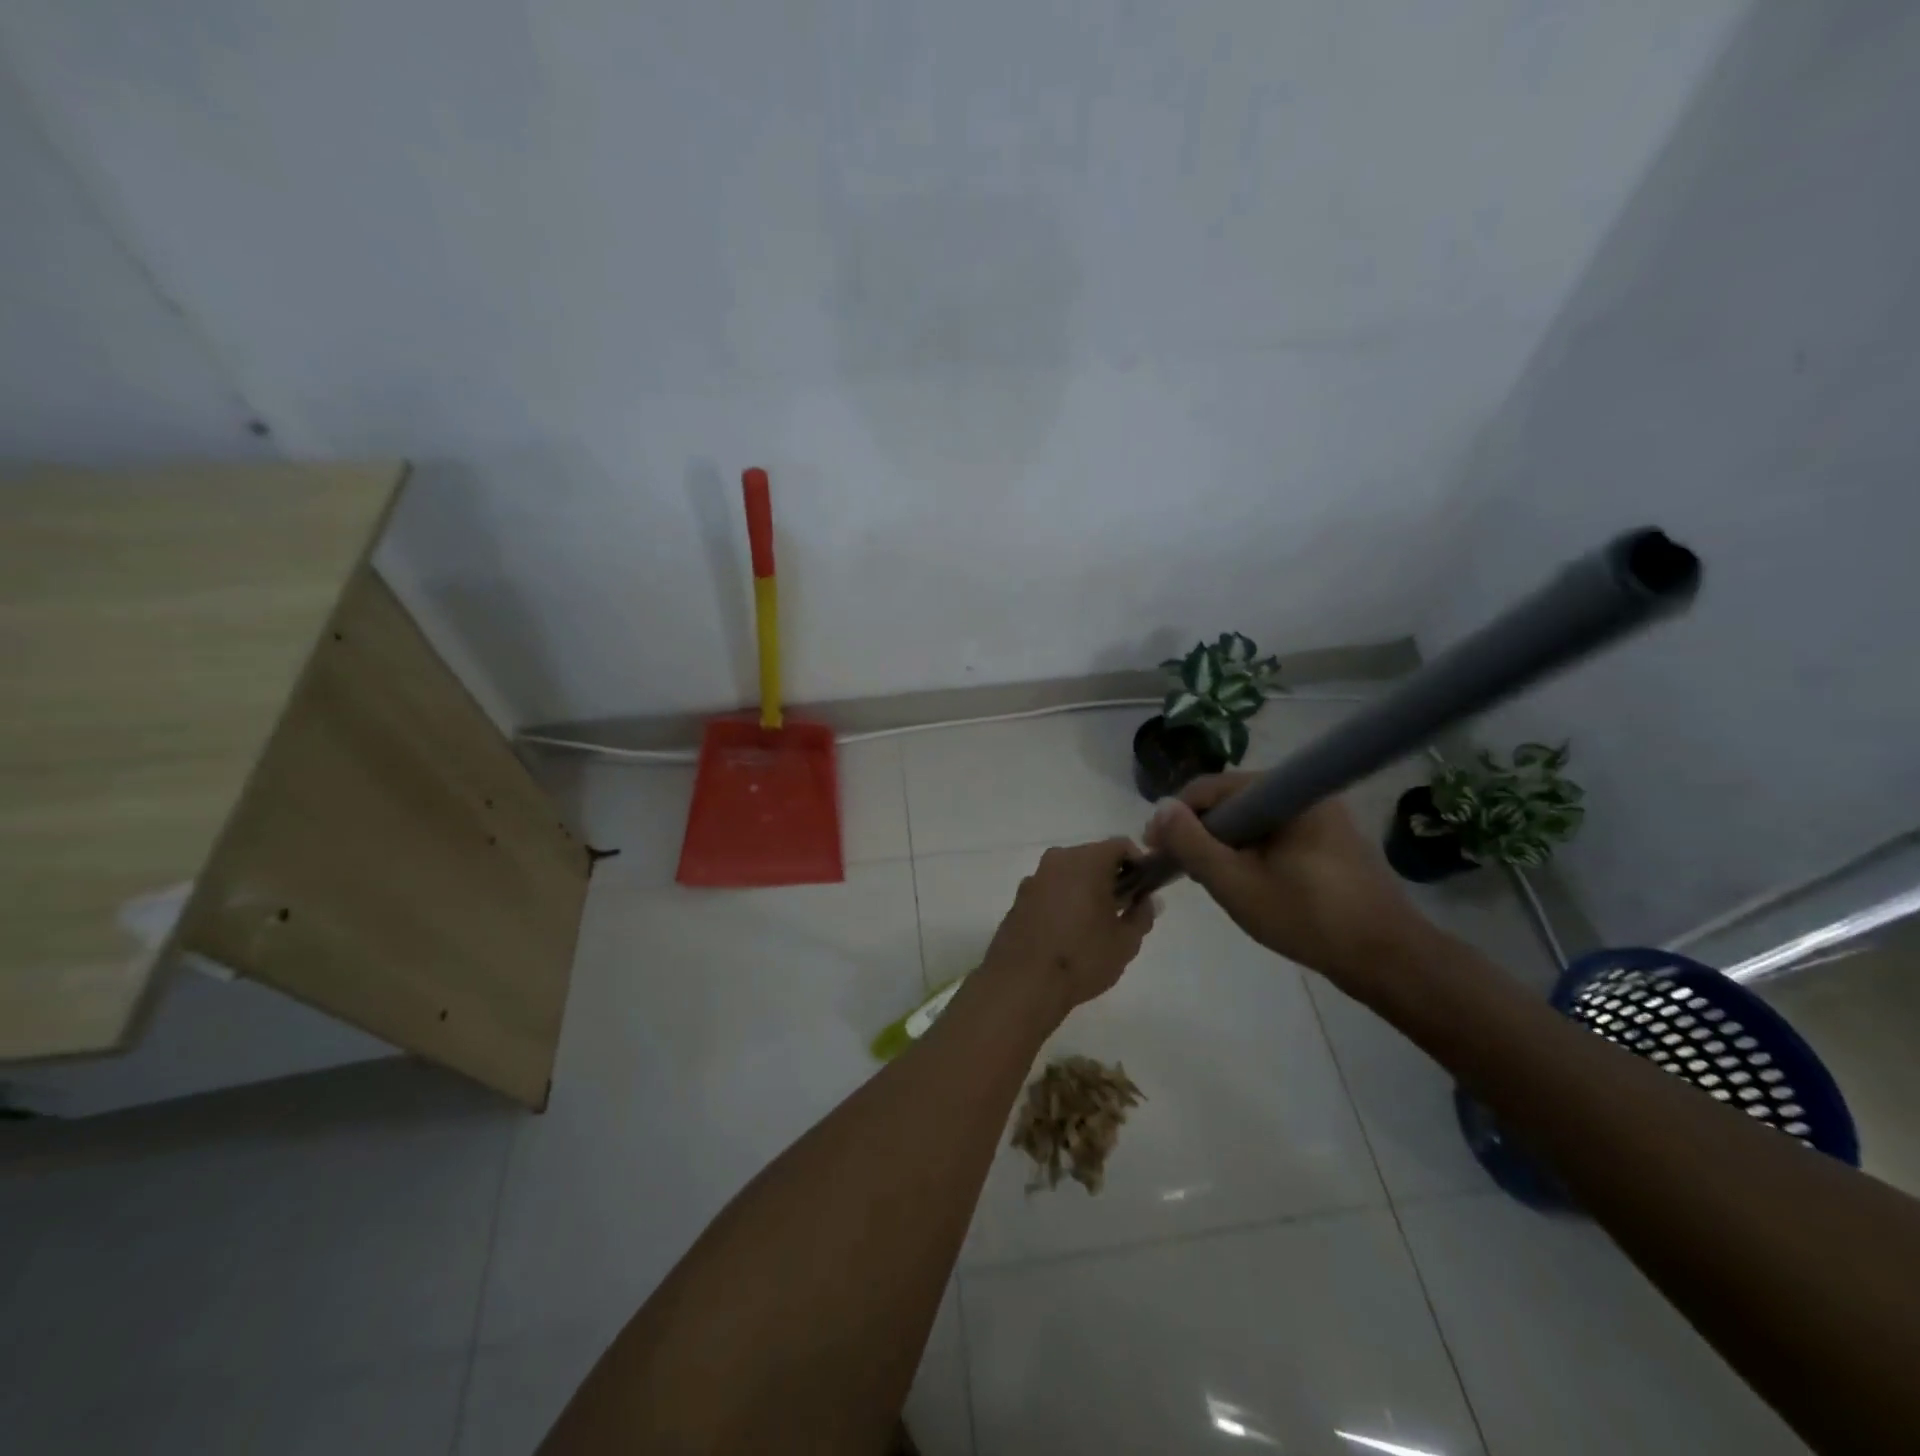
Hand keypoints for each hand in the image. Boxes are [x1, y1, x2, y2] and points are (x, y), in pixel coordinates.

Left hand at [980, 838, 1156, 1021]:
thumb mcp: (1125, 941)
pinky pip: (1049, 890)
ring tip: (1094, 923)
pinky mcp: (1018, 898)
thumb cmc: (1081, 957)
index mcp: (1086, 861)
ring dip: (1084, 889)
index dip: (1138, 863)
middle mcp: (1057, 860)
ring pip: (1068, 873)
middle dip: (1110, 877)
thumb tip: (1148, 900)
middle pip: (1092, 857)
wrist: (1022, 983)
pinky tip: (1066, 932)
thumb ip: (1142, 915)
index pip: (1120, 845)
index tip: (1144, 889)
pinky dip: (1062, 900)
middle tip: (1122, 908)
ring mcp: (1033, 878)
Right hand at [1143, 775, 1432, 991]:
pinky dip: (1250, 853)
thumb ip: (1192, 843)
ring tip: (1207, 877)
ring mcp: (1322, 818)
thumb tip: (1160, 808)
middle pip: (1232, 802)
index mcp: (1288, 793)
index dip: (1176, 815)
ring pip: (1252, 821)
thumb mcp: (1235, 882)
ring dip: (1224, 844)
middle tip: (1179, 867)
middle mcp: (1306, 794)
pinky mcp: (1330, 843)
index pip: (1212, 788)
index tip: (1154, 848)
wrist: (1388, 961)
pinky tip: (1244, 881)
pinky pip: (1274, 836)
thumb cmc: (1307, 918)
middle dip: (1200, 831)